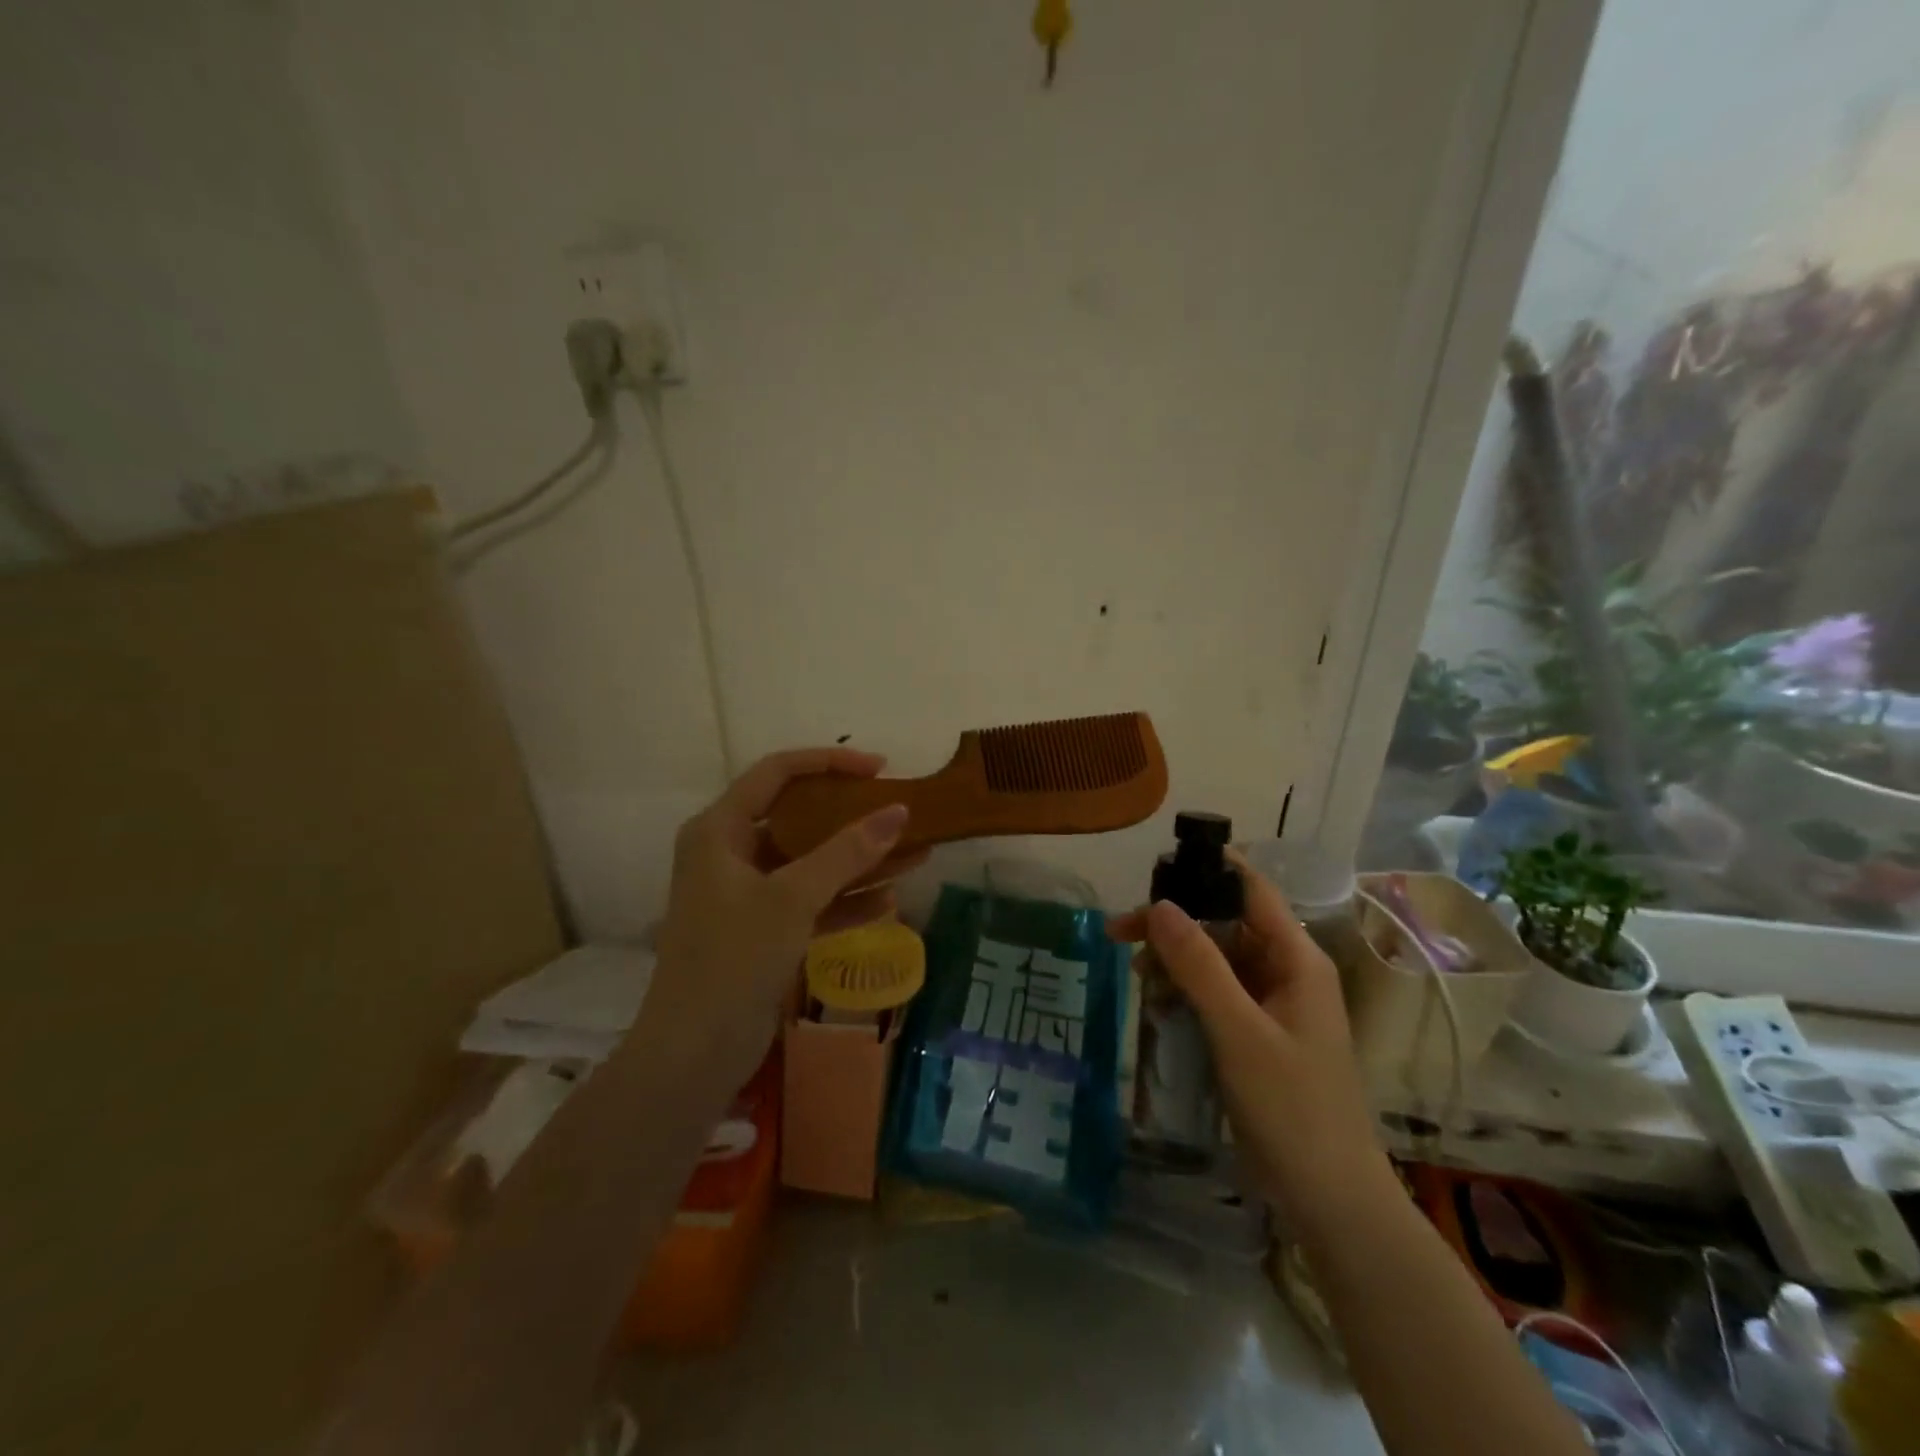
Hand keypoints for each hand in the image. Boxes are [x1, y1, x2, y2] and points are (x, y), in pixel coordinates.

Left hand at [648, 748, 915, 1085]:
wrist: (692, 1055)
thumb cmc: (733, 959)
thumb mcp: (792, 898)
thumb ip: (847, 852)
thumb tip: (899, 810)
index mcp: (719, 829)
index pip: (777, 772)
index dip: (830, 762)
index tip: (880, 768)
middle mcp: (728, 852)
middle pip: (797, 816)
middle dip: (852, 817)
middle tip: (899, 812)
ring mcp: (745, 894)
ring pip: (810, 862)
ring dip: (858, 862)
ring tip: (914, 855)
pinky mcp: (761, 930)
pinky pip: (810, 901)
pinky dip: (844, 900)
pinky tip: (888, 902)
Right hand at [1109, 851, 1388, 1227]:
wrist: (1329, 1199)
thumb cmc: (1291, 1108)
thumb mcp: (1238, 1032)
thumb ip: (1199, 966)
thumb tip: (1159, 905)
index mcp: (1296, 958)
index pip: (1251, 890)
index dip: (1207, 869)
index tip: (1154, 869)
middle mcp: (1286, 970)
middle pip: (1224, 922)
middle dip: (1174, 923)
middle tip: (1120, 932)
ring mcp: (1272, 1003)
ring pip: (1216, 957)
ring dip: (1175, 958)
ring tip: (1135, 974)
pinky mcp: (1257, 1031)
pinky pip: (1216, 991)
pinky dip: (1185, 989)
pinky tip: (1157, 1002)